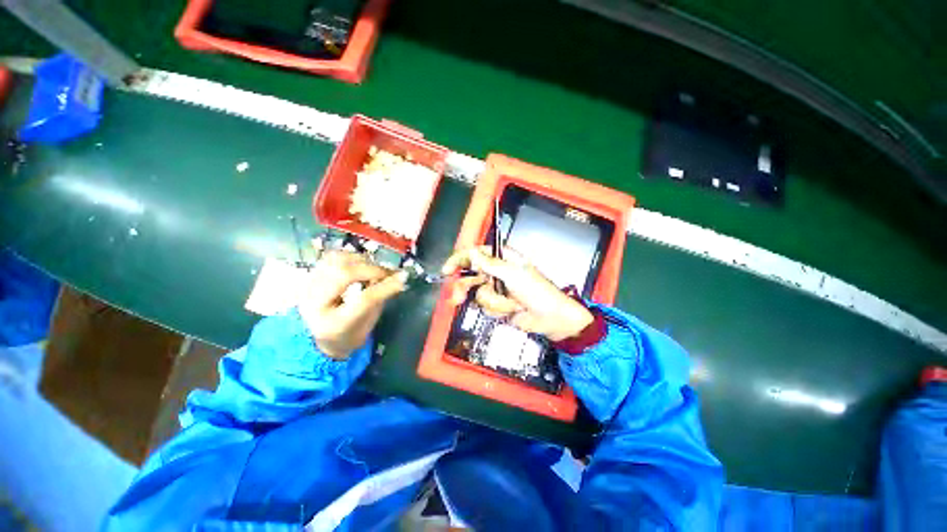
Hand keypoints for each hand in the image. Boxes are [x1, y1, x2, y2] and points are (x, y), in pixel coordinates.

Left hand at [298, 251, 407, 358]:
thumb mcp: (369, 322)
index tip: (402, 278)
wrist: (320, 337)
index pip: (363, 299)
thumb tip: (399, 277)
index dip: (385, 286)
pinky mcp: (310, 276)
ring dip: (361, 261)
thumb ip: (382, 299)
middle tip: (387, 273)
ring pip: (336, 260)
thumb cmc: (350, 333)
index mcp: (333, 324)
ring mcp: (309, 286)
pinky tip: (361, 265)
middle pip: (344, 274)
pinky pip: (332, 257)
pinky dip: (351, 257)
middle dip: (372, 269)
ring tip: (374, 269)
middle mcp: (315, 303)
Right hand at [441, 246, 593, 341]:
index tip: (447, 270)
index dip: (460, 260)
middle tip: (458, 298)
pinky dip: (498, 309)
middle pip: (471, 275)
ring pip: (478, 294)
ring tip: (509, 304)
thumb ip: (490, 264)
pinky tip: (511, 309)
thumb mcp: (513, 275)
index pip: (476, 254)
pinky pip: (486, 306)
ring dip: (493, 302)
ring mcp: (497, 289)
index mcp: (503, 259)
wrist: (549, 318)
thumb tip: (472, 252)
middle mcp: (497, 272)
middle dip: (466, 288)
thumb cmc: (537, 291)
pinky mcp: (498, 304)